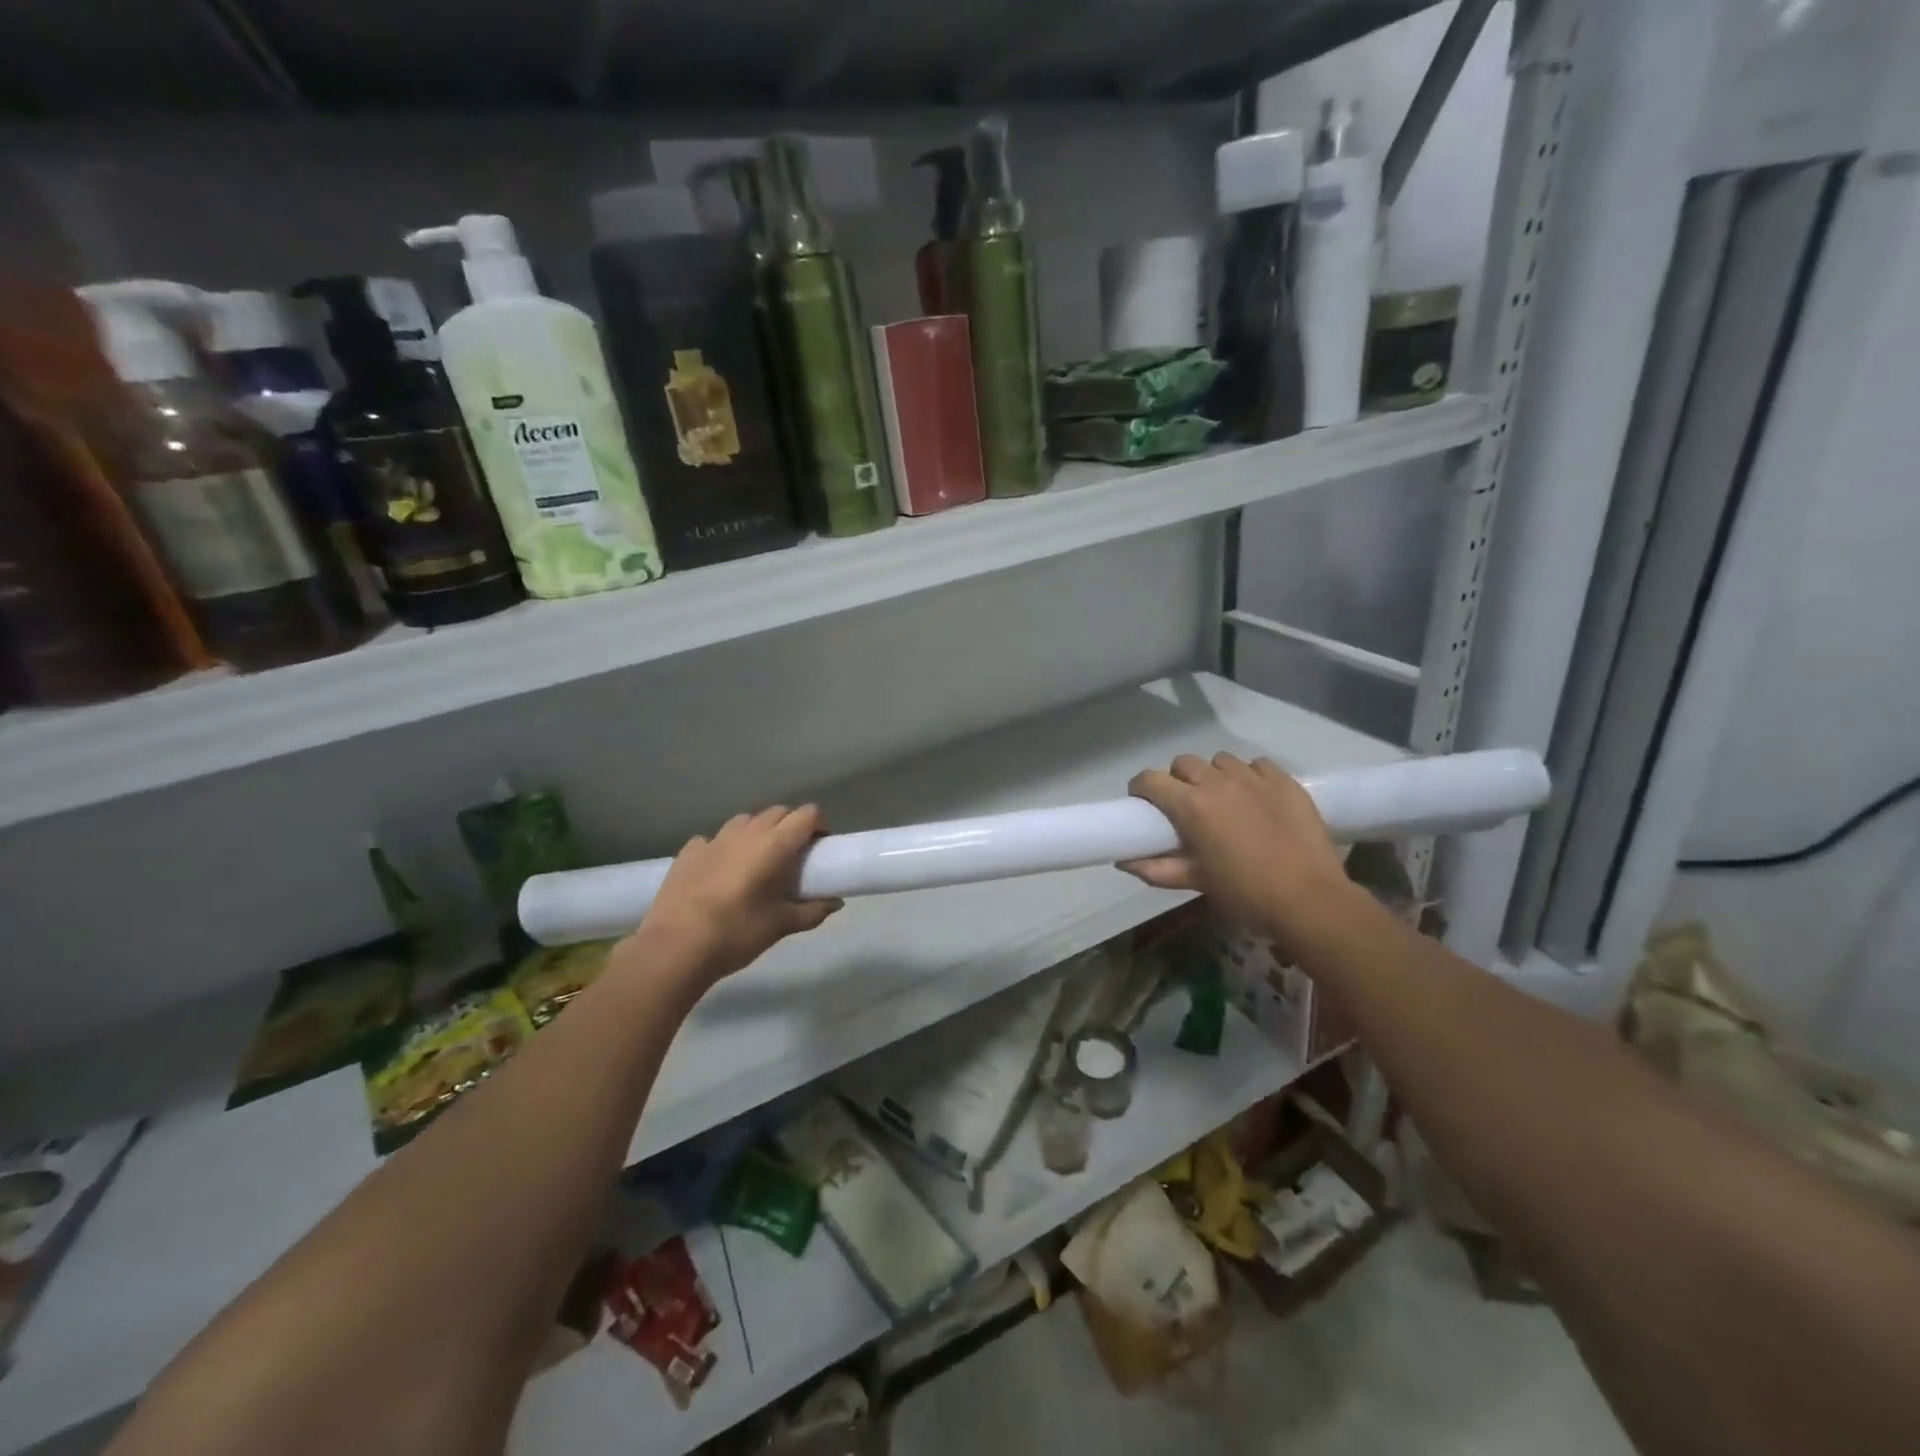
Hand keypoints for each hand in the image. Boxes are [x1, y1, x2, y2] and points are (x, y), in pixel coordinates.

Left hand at [631, 805, 841, 987]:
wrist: (676, 947)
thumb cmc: (738, 933)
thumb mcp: (782, 926)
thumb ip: (813, 911)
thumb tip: (835, 903)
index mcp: (775, 844)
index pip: (807, 814)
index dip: (818, 825)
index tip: (819, 847)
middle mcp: (747, 832)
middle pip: (778, 812)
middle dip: (790, 826)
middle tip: (792, 857)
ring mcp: (714, 839)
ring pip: (745, 821)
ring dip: (757, 832)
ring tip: (756, 861)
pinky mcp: (688, 851)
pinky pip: (713, 838)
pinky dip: (724, 847)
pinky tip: (721, 870)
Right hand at [1122, 753, 1359, 947]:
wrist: (1309, 899)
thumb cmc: (1244, 893)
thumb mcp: (1195, 882)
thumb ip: (1154, 868)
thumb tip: (1123, 861)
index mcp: (1191, 805)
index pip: (1150, 779)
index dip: (1141, 788)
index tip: (1143, 803)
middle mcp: (1218, 782)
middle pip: (1184, 763)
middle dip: (1177, 779)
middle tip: (1185, 805)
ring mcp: (1254, 777)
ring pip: (1220, 761)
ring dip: (1213, 776)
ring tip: (1223, 800)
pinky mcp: (1284, 780)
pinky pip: (1257, 765)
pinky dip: (1249, 776)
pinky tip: (1255, 798)